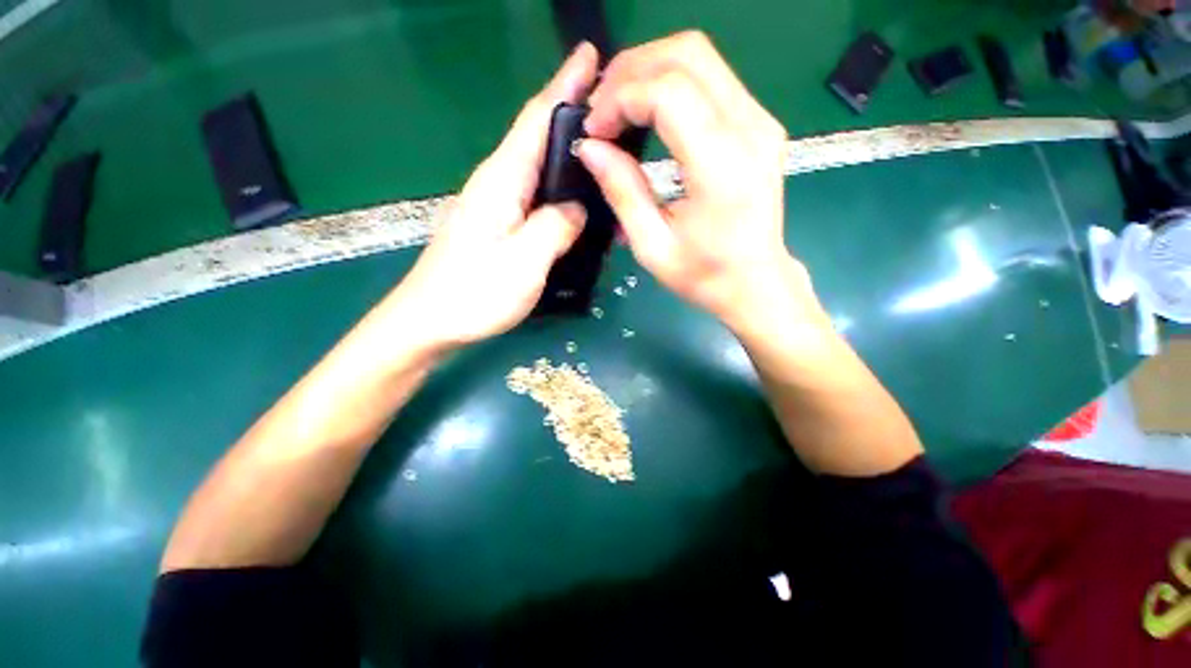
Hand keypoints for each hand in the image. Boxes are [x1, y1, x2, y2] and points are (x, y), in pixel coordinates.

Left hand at [386, 44, 599, 350]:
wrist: (429, 323)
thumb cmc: (472, 295)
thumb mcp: (523, 263)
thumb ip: (554, 228)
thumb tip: (576, 209)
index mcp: (501, 182)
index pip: (535, 120)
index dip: (564, 85)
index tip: (589, 54)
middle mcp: (497, 184)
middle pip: (537, 138)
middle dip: (571, 114)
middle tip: (613, 108)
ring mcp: (495, 207)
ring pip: (538, 169)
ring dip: (567, 153)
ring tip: (602, 150)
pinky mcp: (498, 227)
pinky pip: (535, 196)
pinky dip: (558, 188)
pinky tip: (575, 197)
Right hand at [576, 32, 810, 332]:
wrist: (756, 281)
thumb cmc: (705, 275)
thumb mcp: (653, 245)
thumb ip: (622, 191)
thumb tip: (590, 148)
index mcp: (722, 166)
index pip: (668, 91)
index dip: (620, 98)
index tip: (594, 129)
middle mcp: (749, 129)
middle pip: (687, 54)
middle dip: (631, 70)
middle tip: (601, 108)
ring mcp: (760, 120)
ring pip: (700, 57)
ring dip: (649, 71)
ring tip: (618, 108)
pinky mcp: (758, 123)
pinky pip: (711, 79)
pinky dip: (671, 83)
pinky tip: (648, 111)